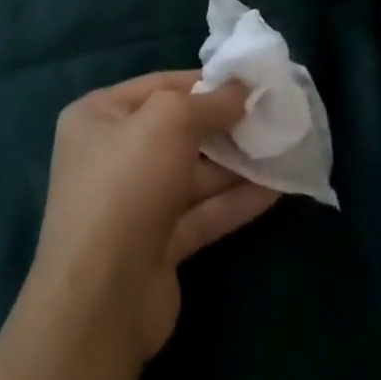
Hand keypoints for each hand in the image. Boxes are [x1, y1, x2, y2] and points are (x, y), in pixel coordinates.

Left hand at [27, 72, 280, 361]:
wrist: (102, 297)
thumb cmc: (128, 182)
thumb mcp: (169, 120)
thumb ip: (208, 102)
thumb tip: (240, 89)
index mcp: (99, 116)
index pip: (159, 86)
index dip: (203, 82)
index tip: (247, 82)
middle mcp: (112, 155)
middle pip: (177, 131)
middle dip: (223, 125)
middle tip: (270, 117)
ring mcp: (134, 203)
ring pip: (192, 175)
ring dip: (235, 164)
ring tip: (281, 149)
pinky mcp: (157, 247)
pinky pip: (201, 213)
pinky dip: (234, 201)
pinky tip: (275, 190)